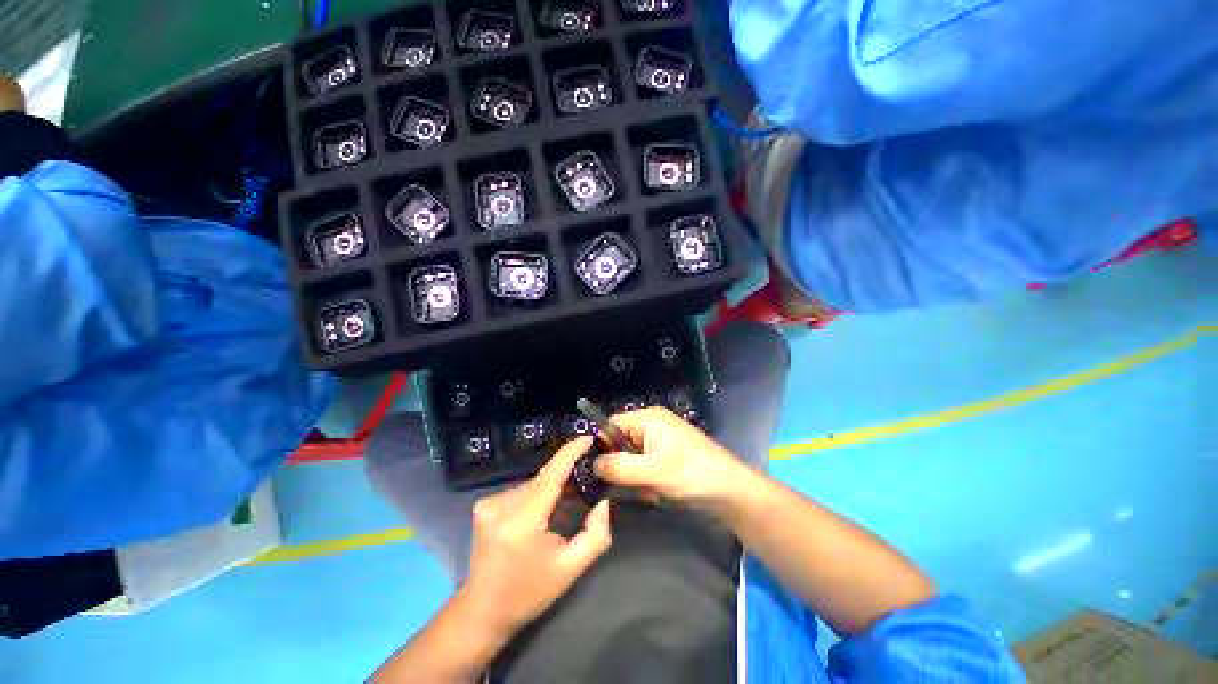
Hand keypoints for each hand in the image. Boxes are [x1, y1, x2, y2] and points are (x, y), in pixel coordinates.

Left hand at [463, 437, 611, 633]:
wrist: (482, 611)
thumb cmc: (528, 592)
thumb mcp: (570, 569)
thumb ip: (596, 535)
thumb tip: (603, 502)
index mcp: (522, 521)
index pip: (551, 474)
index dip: (570, 452)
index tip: (588, 437)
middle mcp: (501, 505)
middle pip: (544, 479)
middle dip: (565, 482)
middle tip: (583, 493)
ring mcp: (488, 504)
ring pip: (533, 485)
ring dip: (549, 492)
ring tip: (560, 513)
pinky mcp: (483, 505)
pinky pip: (521, 491)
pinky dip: (535, 497)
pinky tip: (539, 518)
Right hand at [594, 407, 753, 508]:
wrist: (731, 492)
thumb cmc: (691, 473)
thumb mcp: (651, 470)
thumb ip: (618, 466)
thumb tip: (593, 464)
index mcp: (647, 418)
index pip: (611, 424)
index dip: (600, 444)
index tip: (592, 470)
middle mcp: (652, 426)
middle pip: (620, 443)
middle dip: (619, 466)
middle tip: (621, 486)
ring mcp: (660, 443)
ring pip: (631, 459)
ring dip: (633, 478)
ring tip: (645, 491)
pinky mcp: (666, 459)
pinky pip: (644, 468)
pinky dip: (645, 482)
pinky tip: (654, 494)